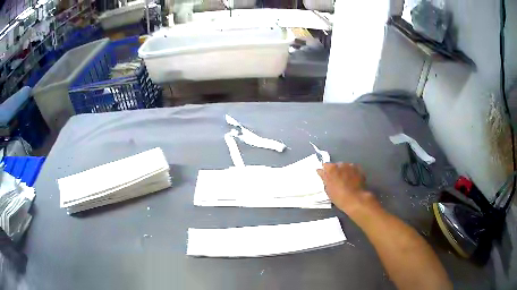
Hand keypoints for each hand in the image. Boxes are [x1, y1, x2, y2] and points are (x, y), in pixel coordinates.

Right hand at [317, 163, 377, 215]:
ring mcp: (351, 166)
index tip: (327, 178)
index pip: (325, 166)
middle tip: (337, 181)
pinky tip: (353, 181)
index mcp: (331, 168)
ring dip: (345, 172)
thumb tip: (321, 171)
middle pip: (336, 166)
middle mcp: (341, 164)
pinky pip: (353, 169)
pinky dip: (352, 173)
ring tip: (346, 182)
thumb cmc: (338, 196)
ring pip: (345, 167)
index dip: (326, 172)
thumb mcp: (328, 189)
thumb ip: (324, 178)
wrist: (355, 199)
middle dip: (336, 171)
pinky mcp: (359, 169)